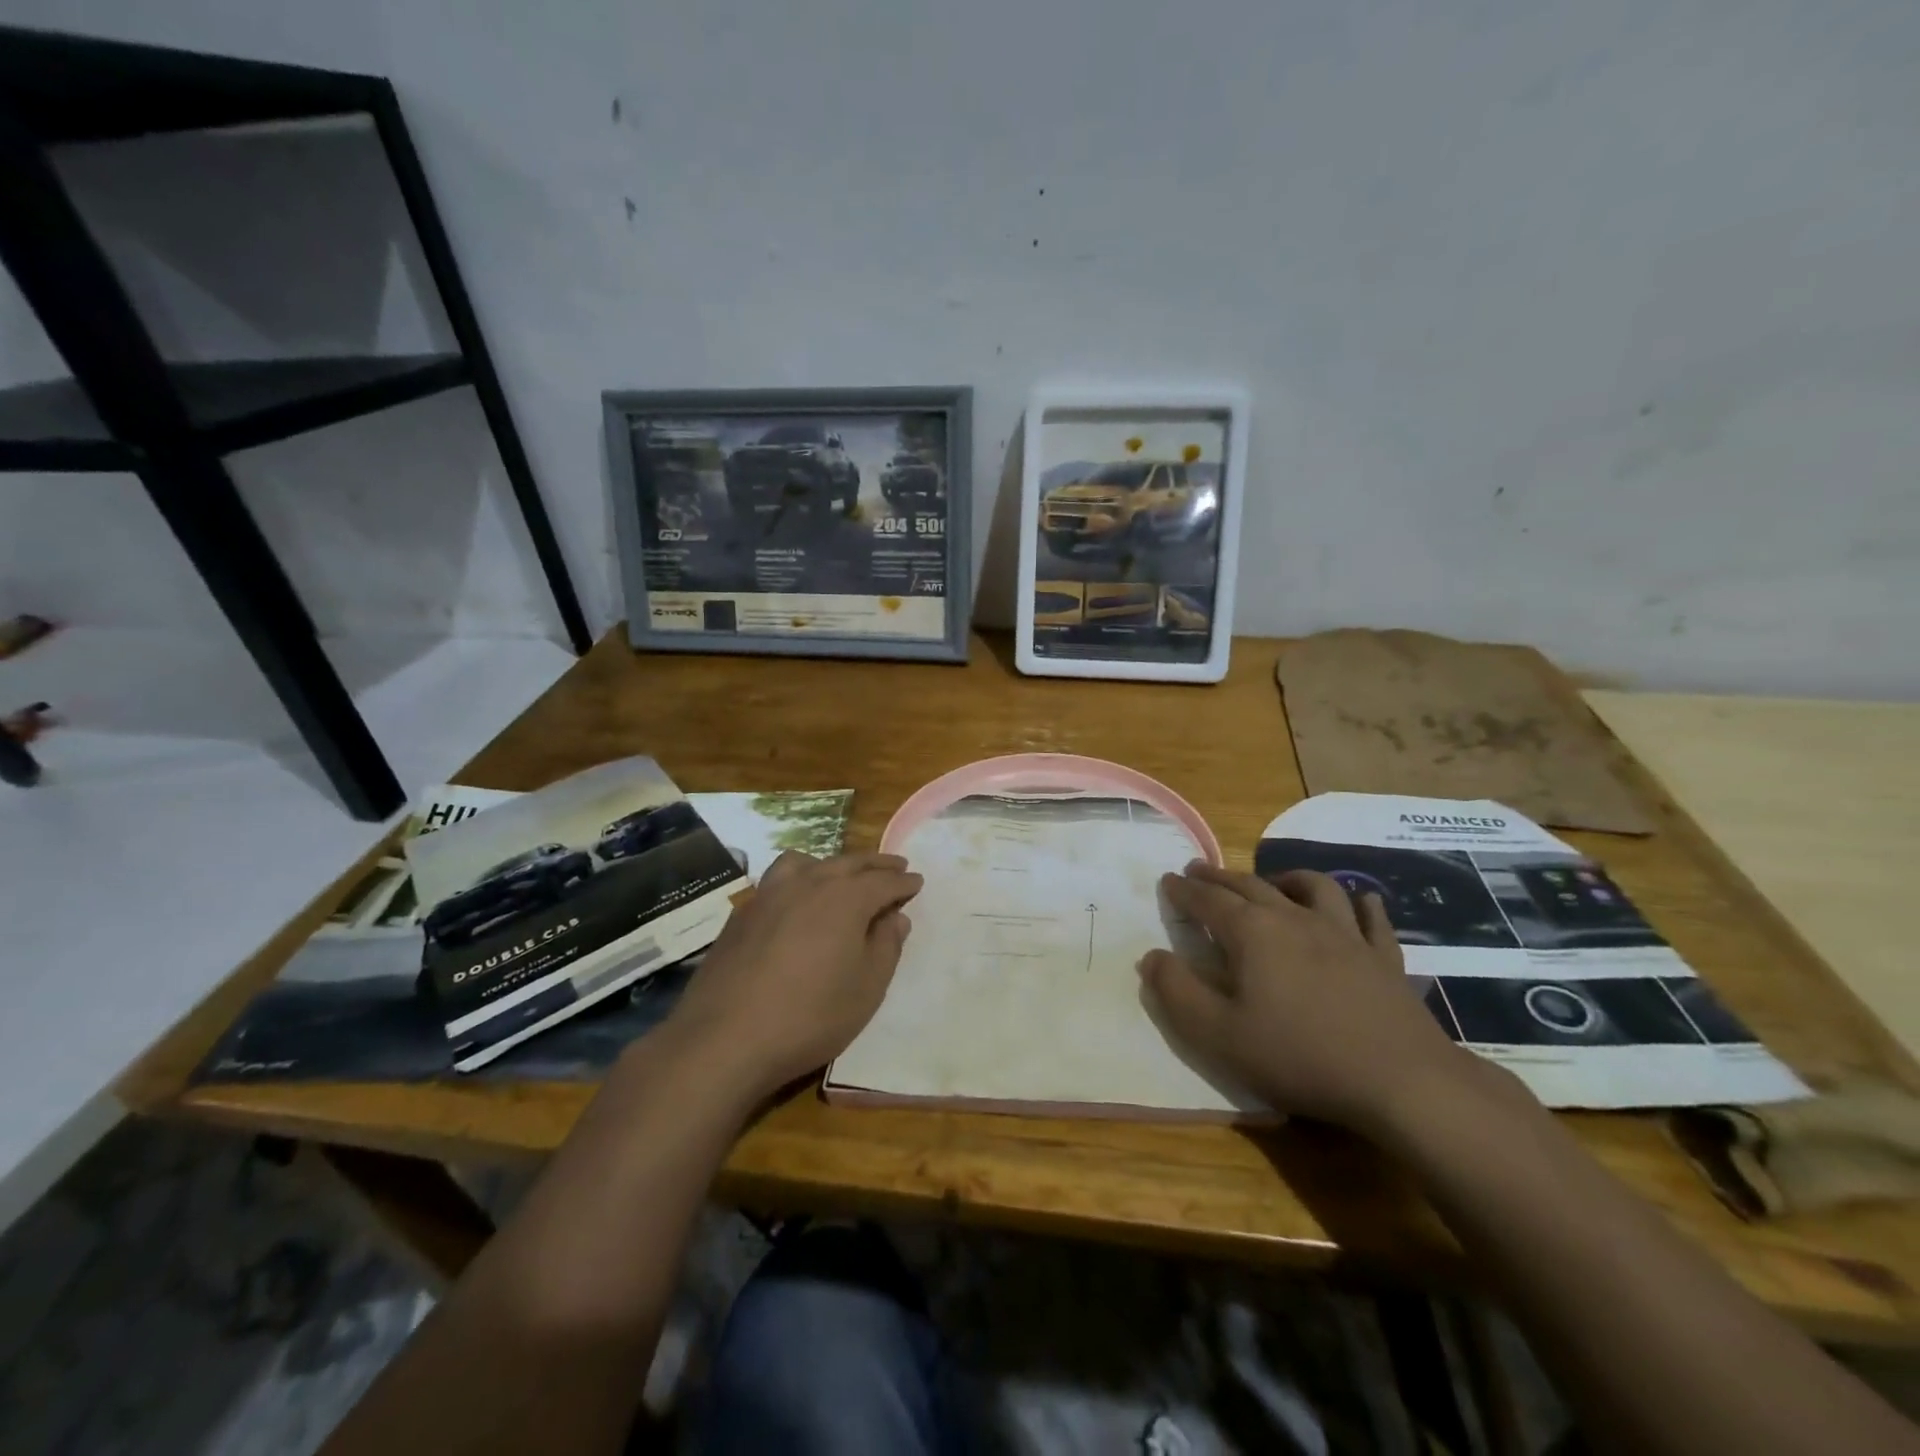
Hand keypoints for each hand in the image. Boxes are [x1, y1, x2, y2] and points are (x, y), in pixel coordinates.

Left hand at [667, 850, 921, 1099]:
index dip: (903, 881)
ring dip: (832, 865)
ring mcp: (770, 894)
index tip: (916, 881)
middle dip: (875, 864)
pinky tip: (796, 902)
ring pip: (807, 862)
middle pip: (849, 863)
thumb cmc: (810, 1016)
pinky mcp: (742, 913)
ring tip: (841, 876)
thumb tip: (895, 917)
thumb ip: (886, 946)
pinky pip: (778, 881)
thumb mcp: (867, 988)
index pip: (883, 881)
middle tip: (894, 865)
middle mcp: (809, 883)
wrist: (725, 1037)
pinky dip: (798, 880)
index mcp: (846, 898)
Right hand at [1140, 863, 1475, 1132]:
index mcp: (1252, 933)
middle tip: (1199, 869)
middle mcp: (1295, 919)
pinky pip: (1370, 918)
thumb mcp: (1218, 1035)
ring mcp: (1345, 934)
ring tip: (1273, 881)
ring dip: (1286, 877)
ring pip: (1313, 887)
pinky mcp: (1383, 957)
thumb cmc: (1299, 1057)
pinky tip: (1359, 902)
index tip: (1168, 880)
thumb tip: (1151, 957)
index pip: (1208, 900)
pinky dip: (1360, 904)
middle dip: (1220, 876)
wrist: (1400, 1081)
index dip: (1184, 890)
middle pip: (1251, 885)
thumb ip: (1177, 992)